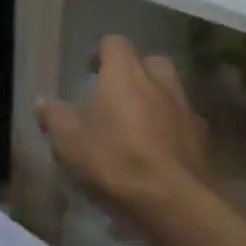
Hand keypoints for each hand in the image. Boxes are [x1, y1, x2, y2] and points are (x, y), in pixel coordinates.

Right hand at [36, 37, 208, 220]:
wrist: (173, 201)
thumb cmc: (114, 160)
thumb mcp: (68, 140)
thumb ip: (54, 117)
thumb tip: (43, 102)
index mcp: (124, 74)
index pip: (115, 43)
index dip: (101, 53)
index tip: (89, 70)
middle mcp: (159, 82)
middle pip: (150, 62)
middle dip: (135, 71)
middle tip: (117, 93)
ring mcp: (185, 110)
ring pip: (171, 91)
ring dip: (156, 99)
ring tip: (137, 124)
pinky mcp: (202, 139)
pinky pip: (184, 122)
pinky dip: (172, 128)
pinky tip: (159, 149)